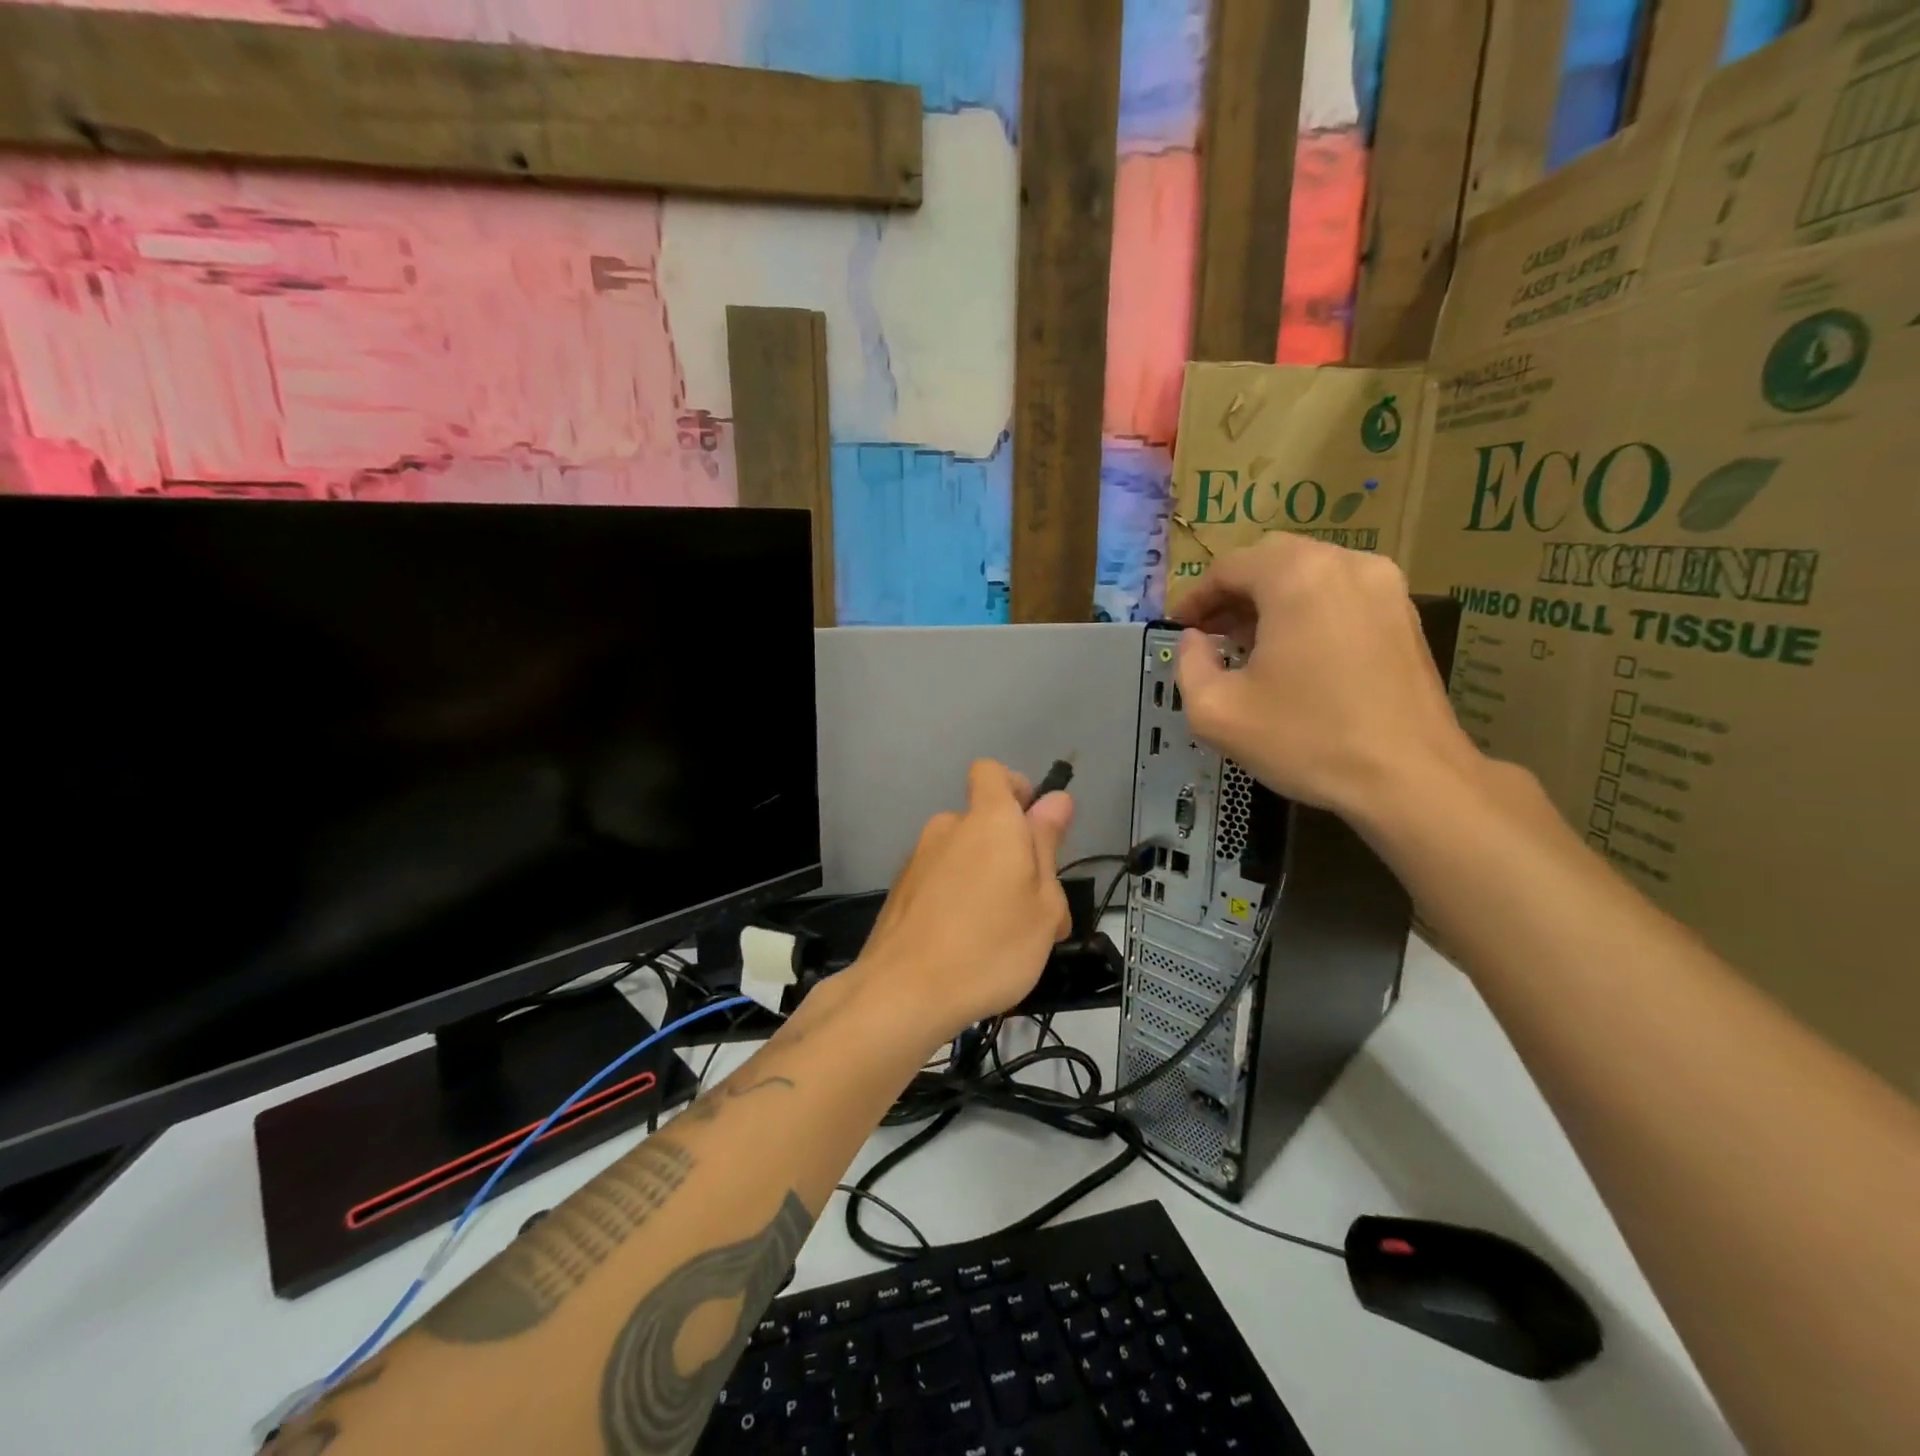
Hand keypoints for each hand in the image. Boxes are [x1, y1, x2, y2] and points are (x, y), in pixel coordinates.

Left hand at [850, 760, 1073, 1045]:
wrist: (904, 992)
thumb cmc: (992, 945)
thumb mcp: (1043, 902)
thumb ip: (1047, 844)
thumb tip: (1056, 799)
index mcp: (988, 820)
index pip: (991, 772)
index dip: (1015, 789)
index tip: (1033, 827)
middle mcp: (948, 828)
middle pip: (983, 823)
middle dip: (1011, 853)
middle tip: (1036, 909)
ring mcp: (919, 859)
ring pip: (964, 858)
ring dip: (987, 882)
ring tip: (1005, 938)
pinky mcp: (901, 891)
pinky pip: (941, 882)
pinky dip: (958, 901)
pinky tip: (968, 947)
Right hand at [1174, 534, 1478, 826]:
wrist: (1410, 779)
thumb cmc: (1306, 740)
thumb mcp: (1216, 711)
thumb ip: (1188, 664)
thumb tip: (1193, 640)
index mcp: (1296, 576)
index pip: (1228, 567)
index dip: (1194, 597)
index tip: (1178, 629)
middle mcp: (1346, 564)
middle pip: (1271, 560)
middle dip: (1233, 593)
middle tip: (1209, 633)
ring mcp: (1385, 586)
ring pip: (1309, 573)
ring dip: (1271, 600)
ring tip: (1248, 645)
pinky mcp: (1405, 614)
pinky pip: (1341, 594)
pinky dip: (1308, 610)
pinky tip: (1295, 653)